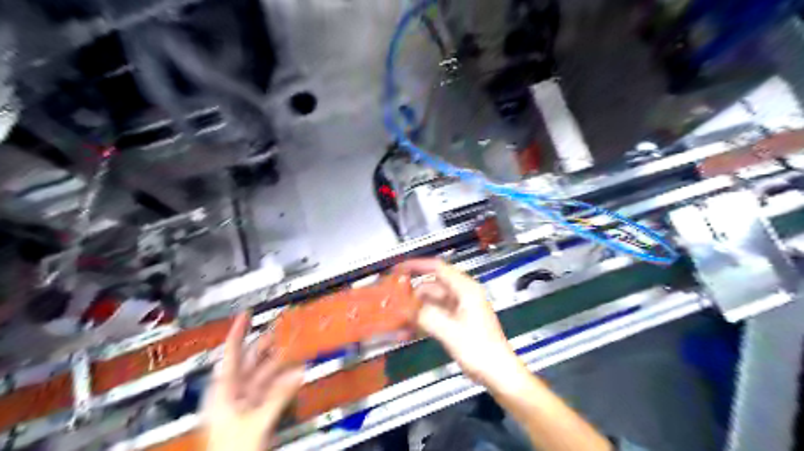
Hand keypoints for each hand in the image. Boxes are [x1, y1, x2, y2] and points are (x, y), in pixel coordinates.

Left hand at [204, 312, 304, 450]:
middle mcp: (231, 392)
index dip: (238, 330)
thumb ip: (278, 396)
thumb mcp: (256, 421)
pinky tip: (294, 373)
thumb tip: (297, 373)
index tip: (246, 313)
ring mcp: (242, 401)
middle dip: (265, 342)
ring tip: (292, 347)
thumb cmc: (230, 450)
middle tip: (278, 326)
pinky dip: (281, 380)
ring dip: (277, 361)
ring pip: (261, 374)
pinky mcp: (252, 410)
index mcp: (223, 391)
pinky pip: (269, 388)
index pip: (231, 352)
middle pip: (249, 360)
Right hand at [398, 261, 524, 387]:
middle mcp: (462, 295)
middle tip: (391, 302)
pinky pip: (435, 315)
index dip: (417, 265)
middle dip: (411, 294)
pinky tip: (406, 332)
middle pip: (431, 286)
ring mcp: (459, 308)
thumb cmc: (480, 350)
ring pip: (431, 302)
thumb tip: (406, 309)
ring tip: (395, 320)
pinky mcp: (457, 321)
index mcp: (465, 290)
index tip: (398, 270)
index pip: (438, 268)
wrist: (498, 373)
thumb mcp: (451, 332)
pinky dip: (422, 321)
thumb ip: (427, 317)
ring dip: (415, 310)